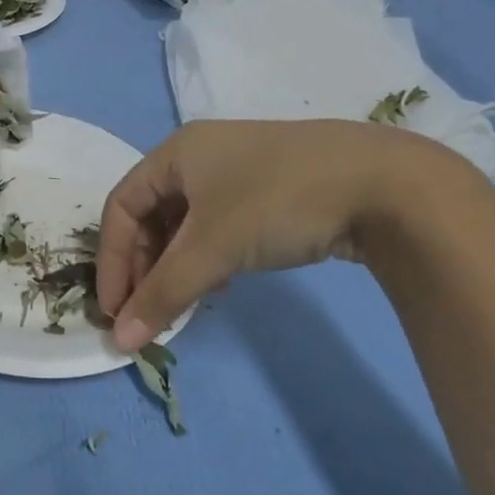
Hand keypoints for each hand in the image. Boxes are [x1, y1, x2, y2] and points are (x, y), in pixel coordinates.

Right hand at [95, 119, 478, 349]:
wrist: (385, 184)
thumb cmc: (278, 202)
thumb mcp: (212, 248)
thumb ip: (163, 294)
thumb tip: (121, 342)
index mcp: (177, 153)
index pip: (121, 207)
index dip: (110, 260)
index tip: (114, 311)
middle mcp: (201, 156)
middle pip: (151, 215)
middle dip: (143, 266)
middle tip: (147, 313)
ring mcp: (238, 171)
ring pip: (186, 224)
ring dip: (175, 266)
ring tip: (181, 303)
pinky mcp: (270, 190)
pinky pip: (218, 226)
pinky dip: (208, 258)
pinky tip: (222, 284)